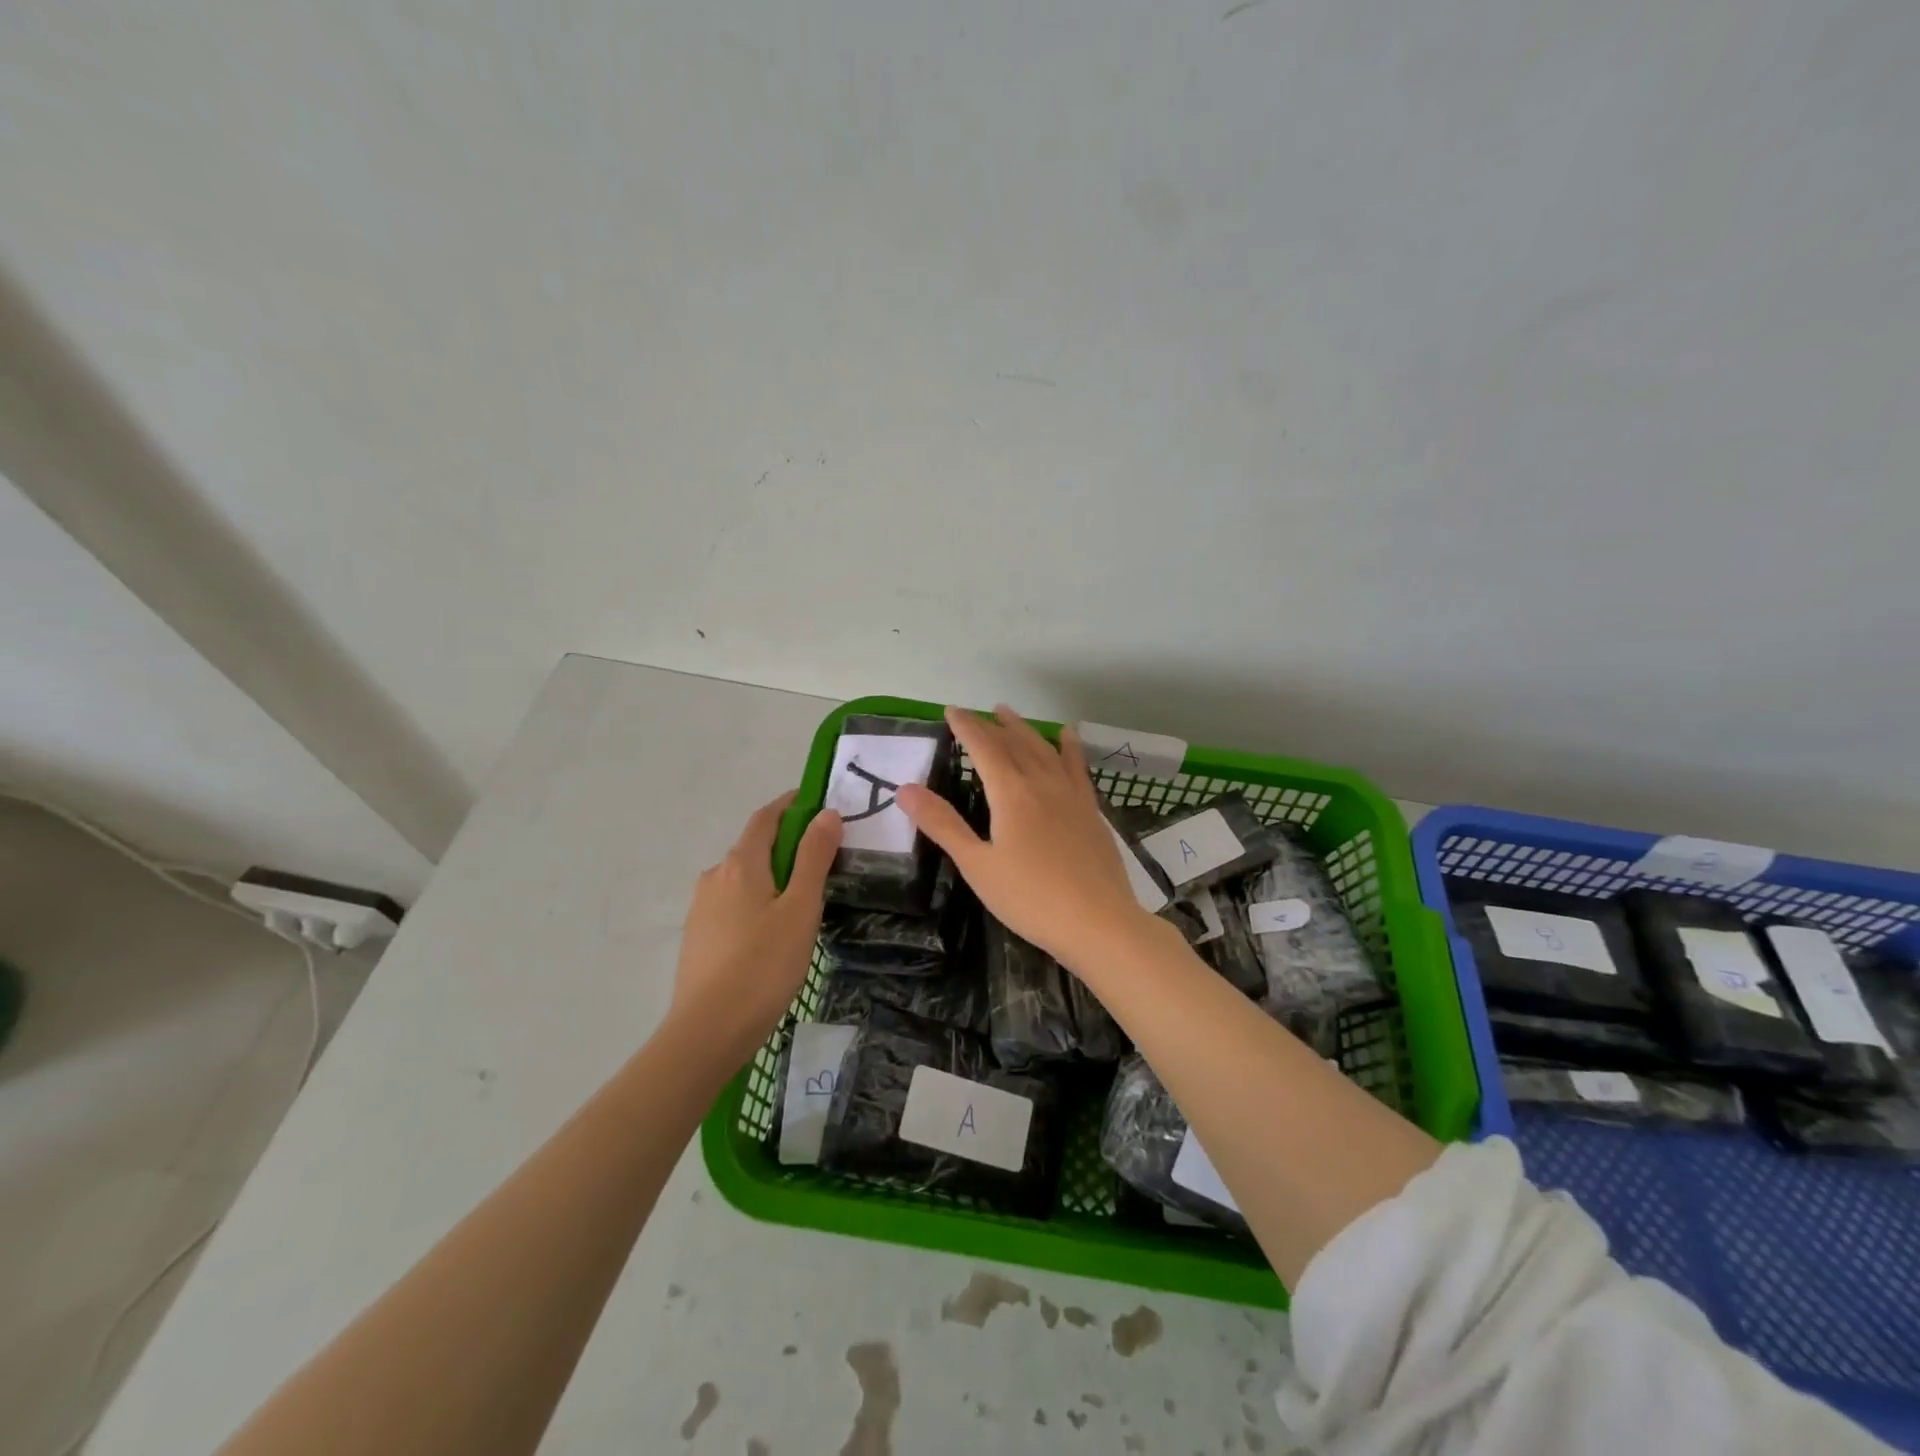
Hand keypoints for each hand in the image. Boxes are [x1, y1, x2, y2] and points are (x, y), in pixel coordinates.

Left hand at [670, 791, 842, 1061]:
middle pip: (755, 846)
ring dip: (772, 875)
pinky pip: (733, 903)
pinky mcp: (699, 935)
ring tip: (803, 899)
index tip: (818, 803)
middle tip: (824, 857)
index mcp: (741, 863)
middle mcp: (716, 876)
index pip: (766, 817)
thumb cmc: (763, 965)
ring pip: (744, 878)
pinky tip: (773, 930)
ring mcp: (702, 907)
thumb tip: (826, 813)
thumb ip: (814, 858)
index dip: (791, 804)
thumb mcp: (800, 908)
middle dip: (787, 843)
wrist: (707, 1031)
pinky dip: (757, 900)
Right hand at [897, 706, 1154, 970]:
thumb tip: (905, 789)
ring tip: (1010, 715)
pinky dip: (1068, 747)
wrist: (1097, 921)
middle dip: (993, 725)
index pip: (983, 747)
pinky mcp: (1092, 809)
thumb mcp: (977, 865)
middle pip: (1015, 743)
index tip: (951, 711)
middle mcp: (1042, 782)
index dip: (966, 726)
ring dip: (1025, 729)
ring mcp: (1072, 794)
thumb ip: (943, 825)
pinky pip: (1077, 766)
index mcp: (1011, 793)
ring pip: (1044, 749)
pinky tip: (1067, 737)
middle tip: (978, 713)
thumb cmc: (1030, 898)